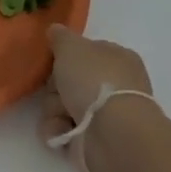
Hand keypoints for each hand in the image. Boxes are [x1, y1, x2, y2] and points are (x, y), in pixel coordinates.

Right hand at [39, 24, 155, 171]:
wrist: (113, 134)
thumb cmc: (94, 81)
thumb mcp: (71, 47)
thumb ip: (60, 37)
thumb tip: (56, 31)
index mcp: (117, 59)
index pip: (85, 53)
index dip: (65, 57)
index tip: (53, 61)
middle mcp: (114, 86)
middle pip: (69, 81)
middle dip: (55, 88)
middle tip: (56, 91)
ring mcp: (105, 115)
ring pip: (62, 106)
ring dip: (53, 111)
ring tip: (61, 116)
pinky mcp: (95, 140)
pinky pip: (64, 130)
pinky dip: (58, 130)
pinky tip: (62, 131)